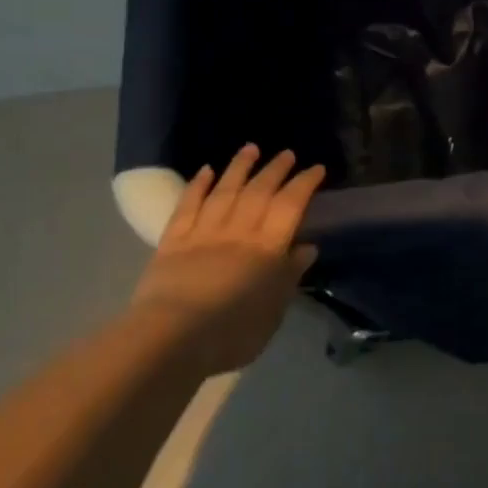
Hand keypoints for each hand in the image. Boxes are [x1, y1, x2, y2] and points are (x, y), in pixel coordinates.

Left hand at [134, 145, 326, 373]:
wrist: (172, 338)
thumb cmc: (232, 332)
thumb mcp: (274, 310)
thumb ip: (289, 276)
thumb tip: (306, 247)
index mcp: (267, 247)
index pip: (290, 205)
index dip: (304, 184)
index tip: (315, 168)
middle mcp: (238, 231)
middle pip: (259, 191)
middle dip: (275, 169)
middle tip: (286, 153)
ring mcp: (203, 232)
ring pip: (224, 191)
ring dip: (239, 167)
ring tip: (250, 148)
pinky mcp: (173, 241)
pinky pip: (187, 206)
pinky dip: (197, 186)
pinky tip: (206, 170)